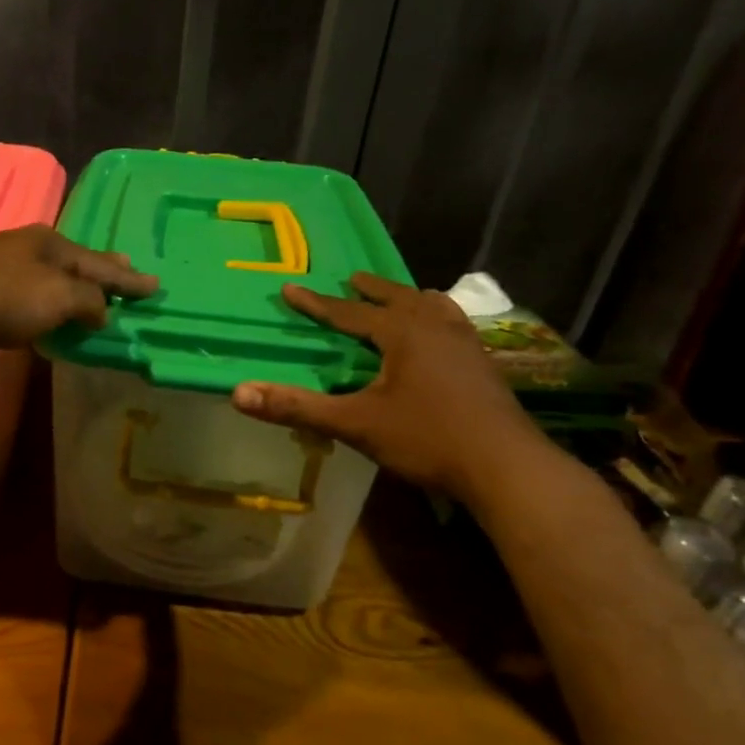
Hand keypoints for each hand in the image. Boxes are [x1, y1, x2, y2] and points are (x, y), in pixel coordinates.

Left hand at [0, 224, 157, 352]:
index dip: (129, 278)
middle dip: (103, 270)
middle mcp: (29, 247)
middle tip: (127, 270)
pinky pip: (30, 291)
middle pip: (77, 261)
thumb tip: (102, 310)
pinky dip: (49, 298)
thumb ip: (87, 302)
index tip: (155, 286)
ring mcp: (2, 264)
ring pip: (51, 274)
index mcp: (52, 243)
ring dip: (75, 284)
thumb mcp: (56, 296)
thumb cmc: (1, 296)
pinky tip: (48, 305)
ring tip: (93, 291)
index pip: (101, 264)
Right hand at [231, 273, 544, 500]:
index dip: (316, 303)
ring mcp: (466, 344)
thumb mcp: (355, 423)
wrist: (505, 465)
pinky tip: (443, 336)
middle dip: (370, 290)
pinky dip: (438, 319)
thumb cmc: (427, 438)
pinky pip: (455, 325)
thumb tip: (239, 393)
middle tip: (352, 279)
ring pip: (434, 308)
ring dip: (409, 299)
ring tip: (403, 298)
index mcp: (403, 333)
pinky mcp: (484, 365)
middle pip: (398, 298)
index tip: (290, 288)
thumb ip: (297, 407)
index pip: (349, 312)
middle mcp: (435, 327)